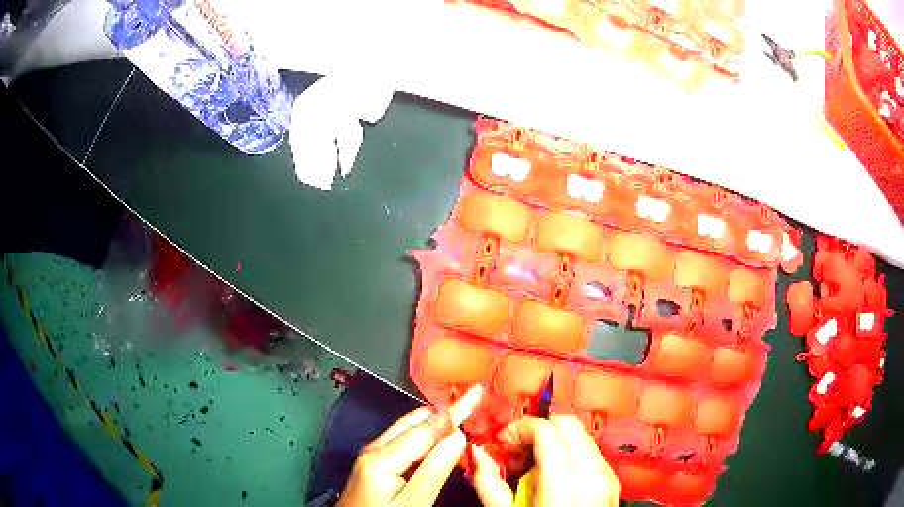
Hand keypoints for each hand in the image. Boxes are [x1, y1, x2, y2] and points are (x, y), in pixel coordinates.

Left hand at [337, 385, 482, 506]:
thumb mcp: (413, 502)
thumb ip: (434, 470)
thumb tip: (457, 436)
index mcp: (382, 457)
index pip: (426, 429)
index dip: (454, 411)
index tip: (475, 392)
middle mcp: (375, 449)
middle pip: (415, 424)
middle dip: (444, 416)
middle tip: (474, 410)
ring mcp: (372, 455)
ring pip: (409, 431)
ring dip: (436, 426)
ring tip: (462, 421)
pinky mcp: (374, 464)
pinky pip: (403, 442)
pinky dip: (425, 439)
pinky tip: (438, 443)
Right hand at [471, 414, 619, 506]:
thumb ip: (489, 485)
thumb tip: (476, 454)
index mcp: (564, 485)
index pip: (547, 430)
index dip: (521, 427)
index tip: (504, 440)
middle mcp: (592, 474)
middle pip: (567, 425)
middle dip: (538, 430)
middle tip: (517, 450)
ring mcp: (606, 477)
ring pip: (580, 435)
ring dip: (553, 440)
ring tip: (533, 465)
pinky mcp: (611, 481)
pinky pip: (590, 452)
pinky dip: (569, 452)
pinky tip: (553, 474)